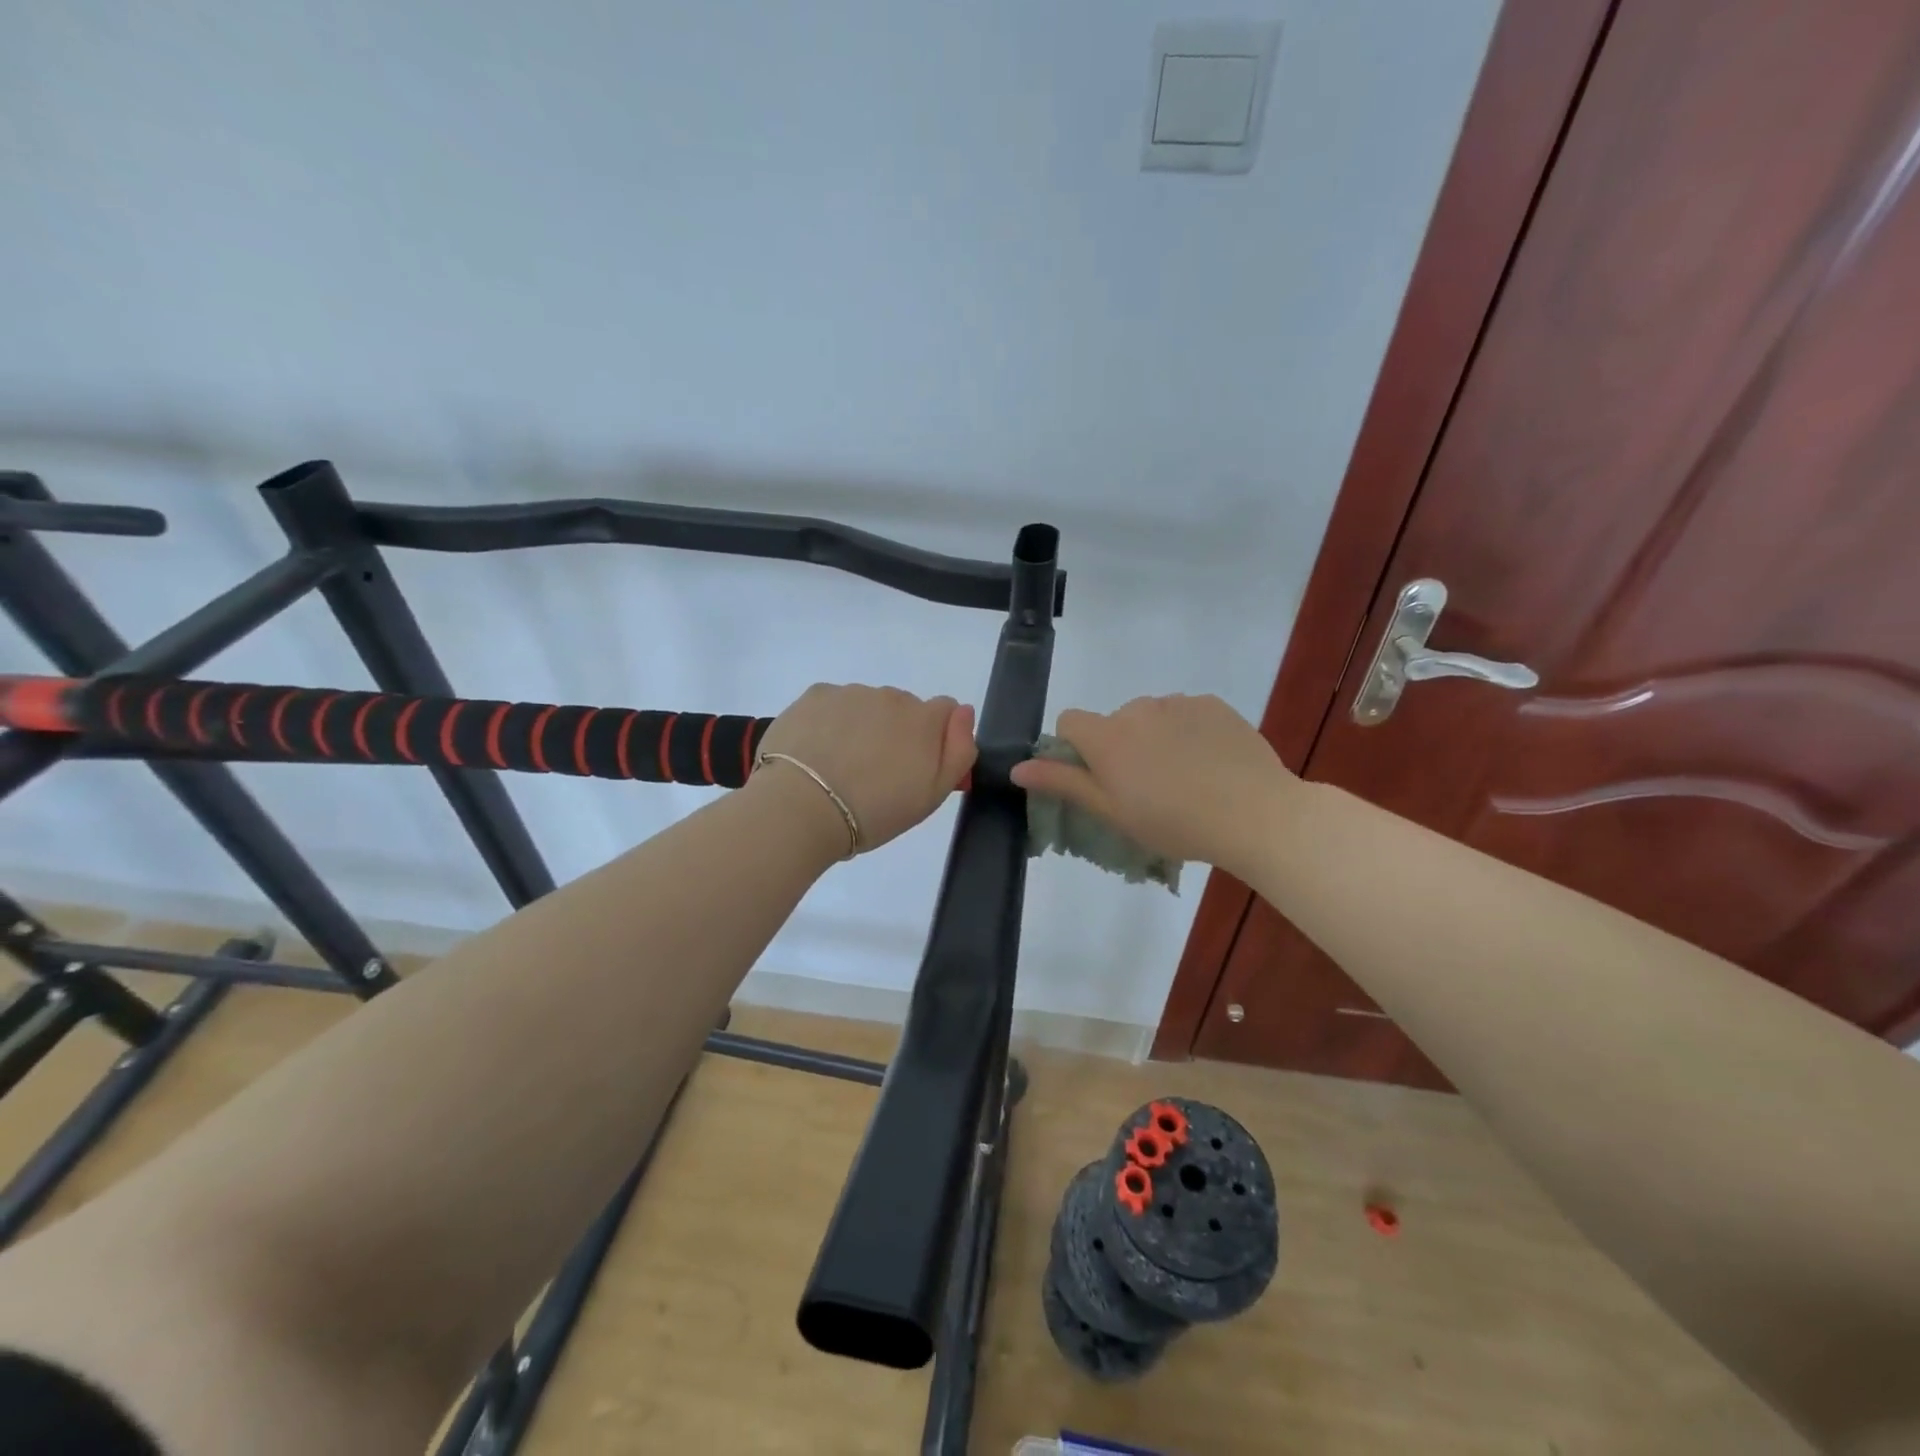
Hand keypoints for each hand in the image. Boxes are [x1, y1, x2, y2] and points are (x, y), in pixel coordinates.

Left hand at [755, 684, 976, 852]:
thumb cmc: (875, 811)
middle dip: (896, 731)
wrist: (801, 808)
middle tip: (875, 773)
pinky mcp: (815, 695)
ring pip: (866, 705)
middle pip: (903, 707)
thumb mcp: (932, 795)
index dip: (935, 737)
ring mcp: (850, 693)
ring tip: (840, 766)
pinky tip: (816, 752)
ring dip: (862, 726)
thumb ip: (958, 750)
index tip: (915, 766)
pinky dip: (829, 722)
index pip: (945, 711)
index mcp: (924, 719)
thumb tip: (964, 713)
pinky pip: (832, 703)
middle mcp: (891, 696)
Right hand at [1010, 694, 1295, 874]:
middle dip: (1121, 747)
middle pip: (1113, 721)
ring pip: (1151, 716)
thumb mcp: (1112, 812)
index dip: (1076, 748)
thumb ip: (1063, 783)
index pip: (1070, 721)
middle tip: (1148, 789)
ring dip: (1156, 738)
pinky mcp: (1213, 704)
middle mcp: (1137, 708)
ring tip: (1185, 778)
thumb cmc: (1174, 823)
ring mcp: (1178, 702)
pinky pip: (1187, 713)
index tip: (1100, 778)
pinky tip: (1211, 763)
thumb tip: (1016, 767)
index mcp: (1107, 736)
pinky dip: (1189, 731)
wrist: (1254, 814)